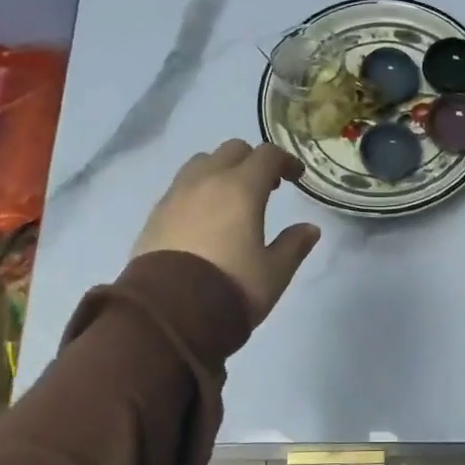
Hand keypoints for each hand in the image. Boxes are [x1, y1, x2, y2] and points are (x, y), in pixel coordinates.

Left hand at [132, 140, 321, 324]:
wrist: (169, 314)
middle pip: (232, 150)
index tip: (296, 177)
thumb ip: (294, 245)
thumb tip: (310, 229)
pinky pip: (180, 187)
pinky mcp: (155, 215)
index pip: (267, 155)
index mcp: (241, 188)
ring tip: (231, 198)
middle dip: (252, 161)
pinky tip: (204, 217)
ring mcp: (175, 195)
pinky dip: (198, 190)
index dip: (286, 161)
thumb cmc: (231, 288)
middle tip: (266, 187)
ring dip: (221, 170)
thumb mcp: (275, 272)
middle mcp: (206, 181)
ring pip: (201, 163)